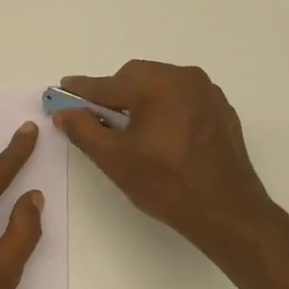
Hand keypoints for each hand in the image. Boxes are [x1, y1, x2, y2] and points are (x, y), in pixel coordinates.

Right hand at [52, 61, 286, 264]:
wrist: (227, 211)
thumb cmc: (166, 184)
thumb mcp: (114, 159)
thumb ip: (84, 130)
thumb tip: (64, 111)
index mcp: (157, 84)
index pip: (107, 84)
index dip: (80, 90)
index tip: (60, 90)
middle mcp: (185, 77)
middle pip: (135, 78)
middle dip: (113, 95)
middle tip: (96, 120)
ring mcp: (208, 93)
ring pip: (160, 86)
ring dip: (140, 101)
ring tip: (129, 132)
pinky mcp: (221, 111)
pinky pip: (182, 100)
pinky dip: (165, 110)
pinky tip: (160, 137)